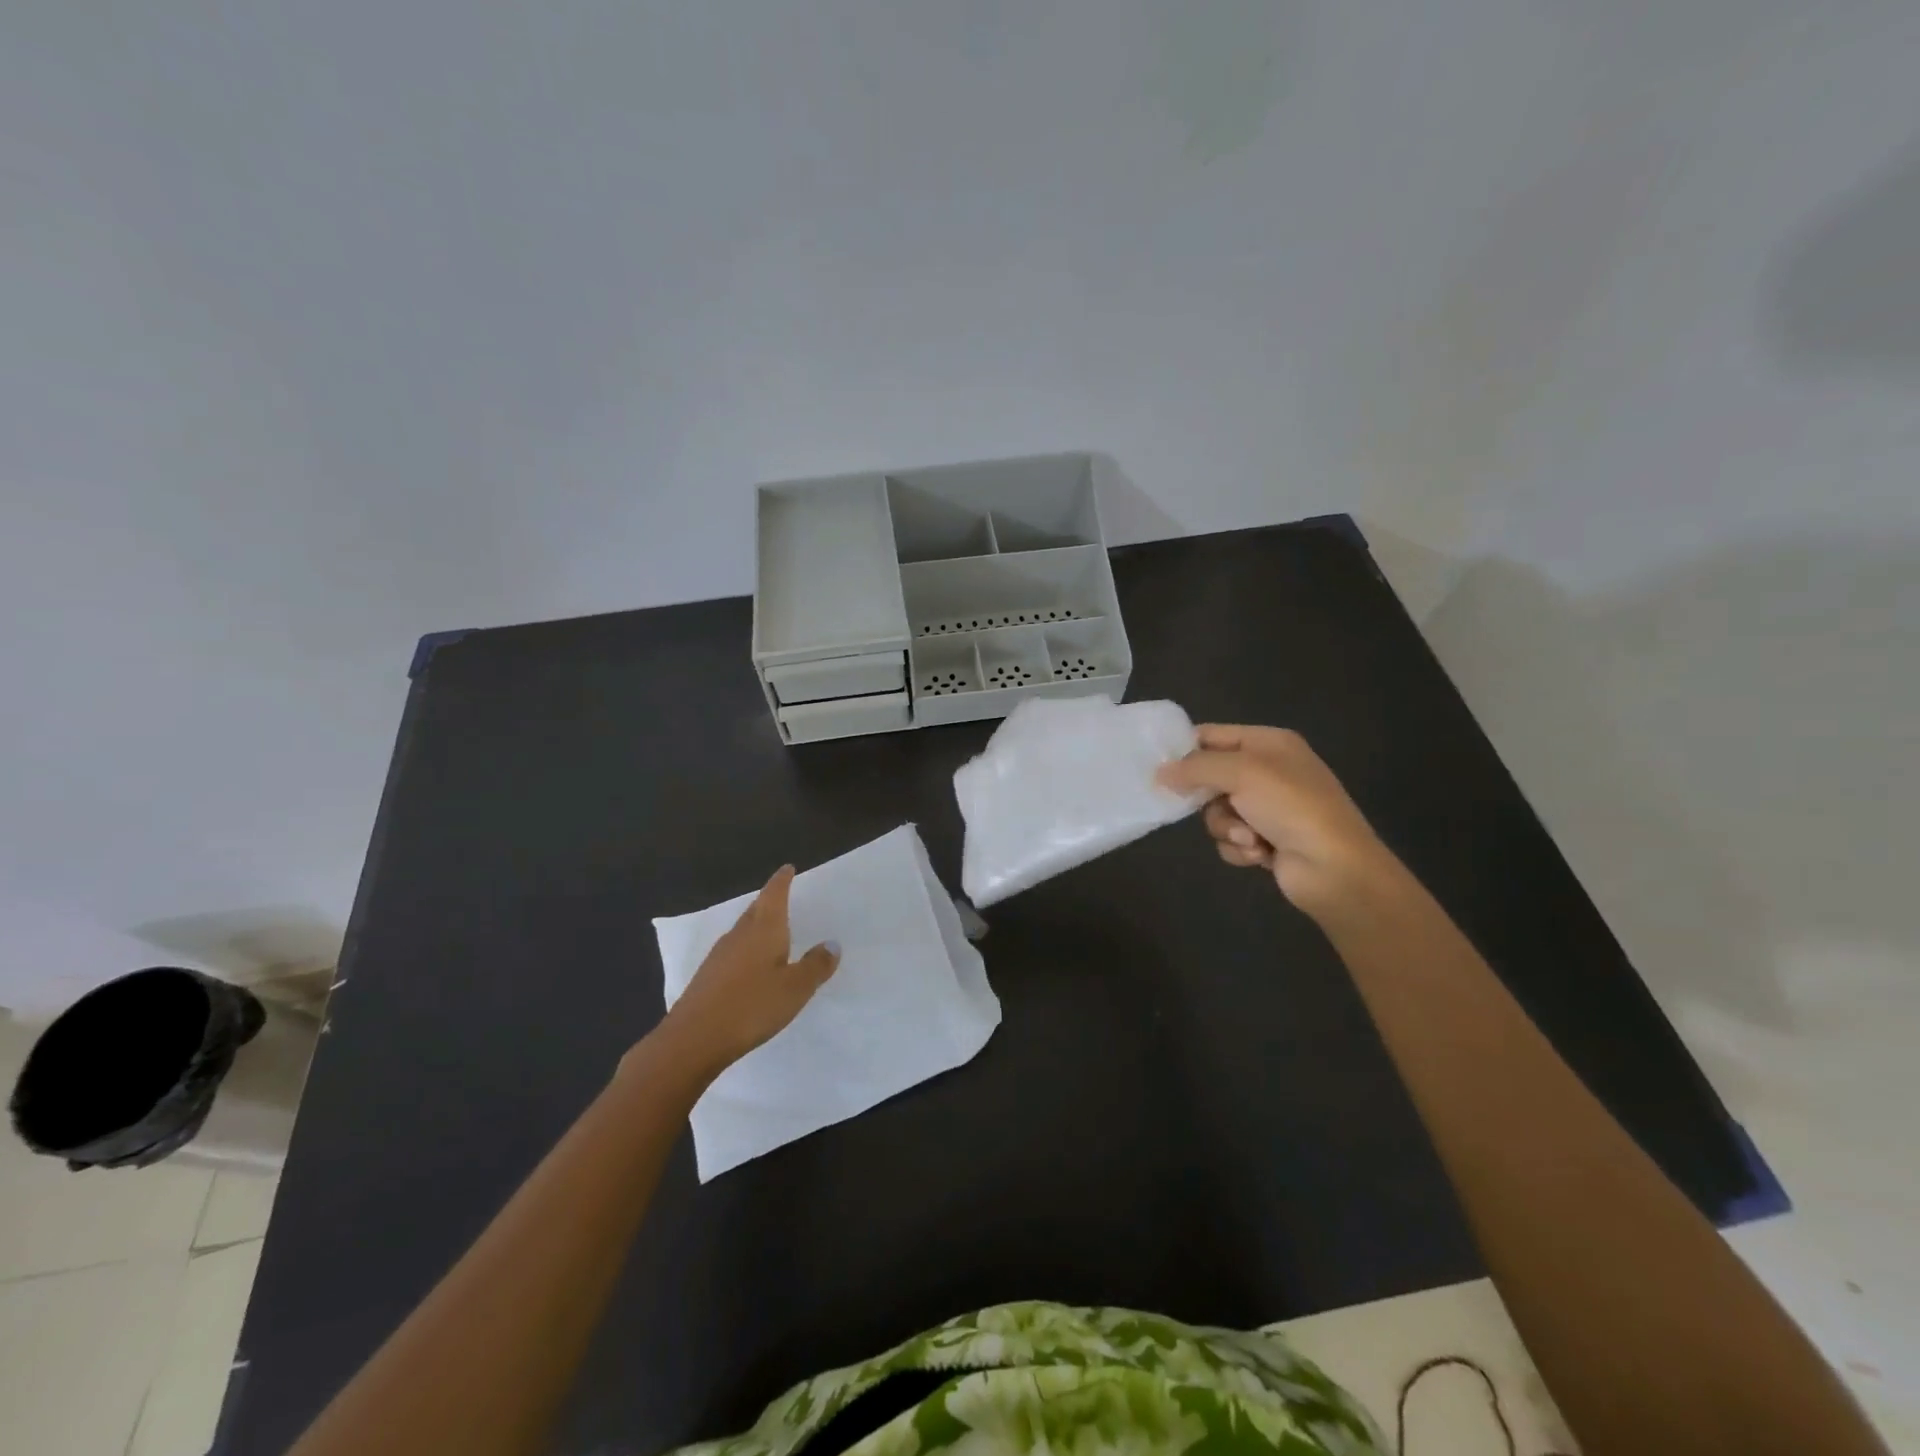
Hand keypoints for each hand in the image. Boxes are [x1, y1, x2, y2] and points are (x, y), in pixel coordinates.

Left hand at [657, 866, 838, 1078]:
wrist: (694, 1039)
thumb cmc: (751, 1006)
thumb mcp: (795, 988)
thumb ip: (816, 965)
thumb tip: (831, 944)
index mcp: (764, 929)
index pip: (774, 895)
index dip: (782, 881)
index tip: (788, 868)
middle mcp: (740, 935)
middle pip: (756, 909)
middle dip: (769, 901)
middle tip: (781, 895)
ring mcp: (719, 956)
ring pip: (743, 930)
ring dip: (757, 925)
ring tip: (771, 929)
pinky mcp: (708, 977)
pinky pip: (733, 952)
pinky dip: (746, 949)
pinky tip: (751, 965)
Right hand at [1157, 724, 1391, 918]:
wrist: (1335, 868)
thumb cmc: (1291, 807)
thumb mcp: (1241, 773)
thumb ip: (1195, 767)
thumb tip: (1160, 772)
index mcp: (1269, 743)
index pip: (1213, 735)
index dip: (1185, 749)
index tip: (1157, 767)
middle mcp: (1268, 771)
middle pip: (1209, 777)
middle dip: (1208, 798)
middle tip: (1198, 805)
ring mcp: (1268, 808)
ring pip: (1216, 812)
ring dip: (1226, 827)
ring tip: (1248, 838)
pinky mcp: (1265, 840)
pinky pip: (1229, 838)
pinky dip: (1238, 847)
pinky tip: (1258, 854)